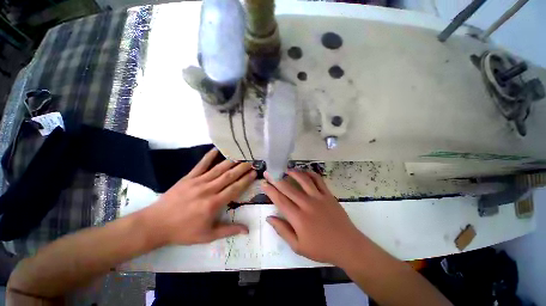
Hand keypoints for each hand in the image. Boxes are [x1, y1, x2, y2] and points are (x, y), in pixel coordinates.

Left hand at [145, 148, 255, 245]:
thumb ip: (229, 230)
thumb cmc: (183, 231)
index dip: (246, 180)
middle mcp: (208, 190)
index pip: (235, 188)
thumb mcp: (208, 236)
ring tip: (241, 156)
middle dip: (242, 168)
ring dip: (231, 162)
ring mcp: (198, 182)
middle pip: (229, 176)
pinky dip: (209, 156)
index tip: (254, 173)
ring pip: (218, 169)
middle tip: (251, 162)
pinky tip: (217, 149)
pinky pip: (201, 165)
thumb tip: (247, 230)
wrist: (156, 224)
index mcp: (214, 204)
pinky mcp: (188, 178)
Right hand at [262, 171, 367, 266]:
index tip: (264, 183)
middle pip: (288, 188)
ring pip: (303, 180)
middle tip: (269, 173)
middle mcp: (307, 204)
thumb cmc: (321, 248)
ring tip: (285, 170)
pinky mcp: (328, 195)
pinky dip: (311, 174)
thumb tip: (269, 218)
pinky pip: (318, 180)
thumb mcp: (298, 246)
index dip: (270, 190)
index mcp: (298, 217)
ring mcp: (319, 197)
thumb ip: (282, 230)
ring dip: (293, 173)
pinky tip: (305, 172)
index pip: (280, 200)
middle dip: (276, 179)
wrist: (347, 246)